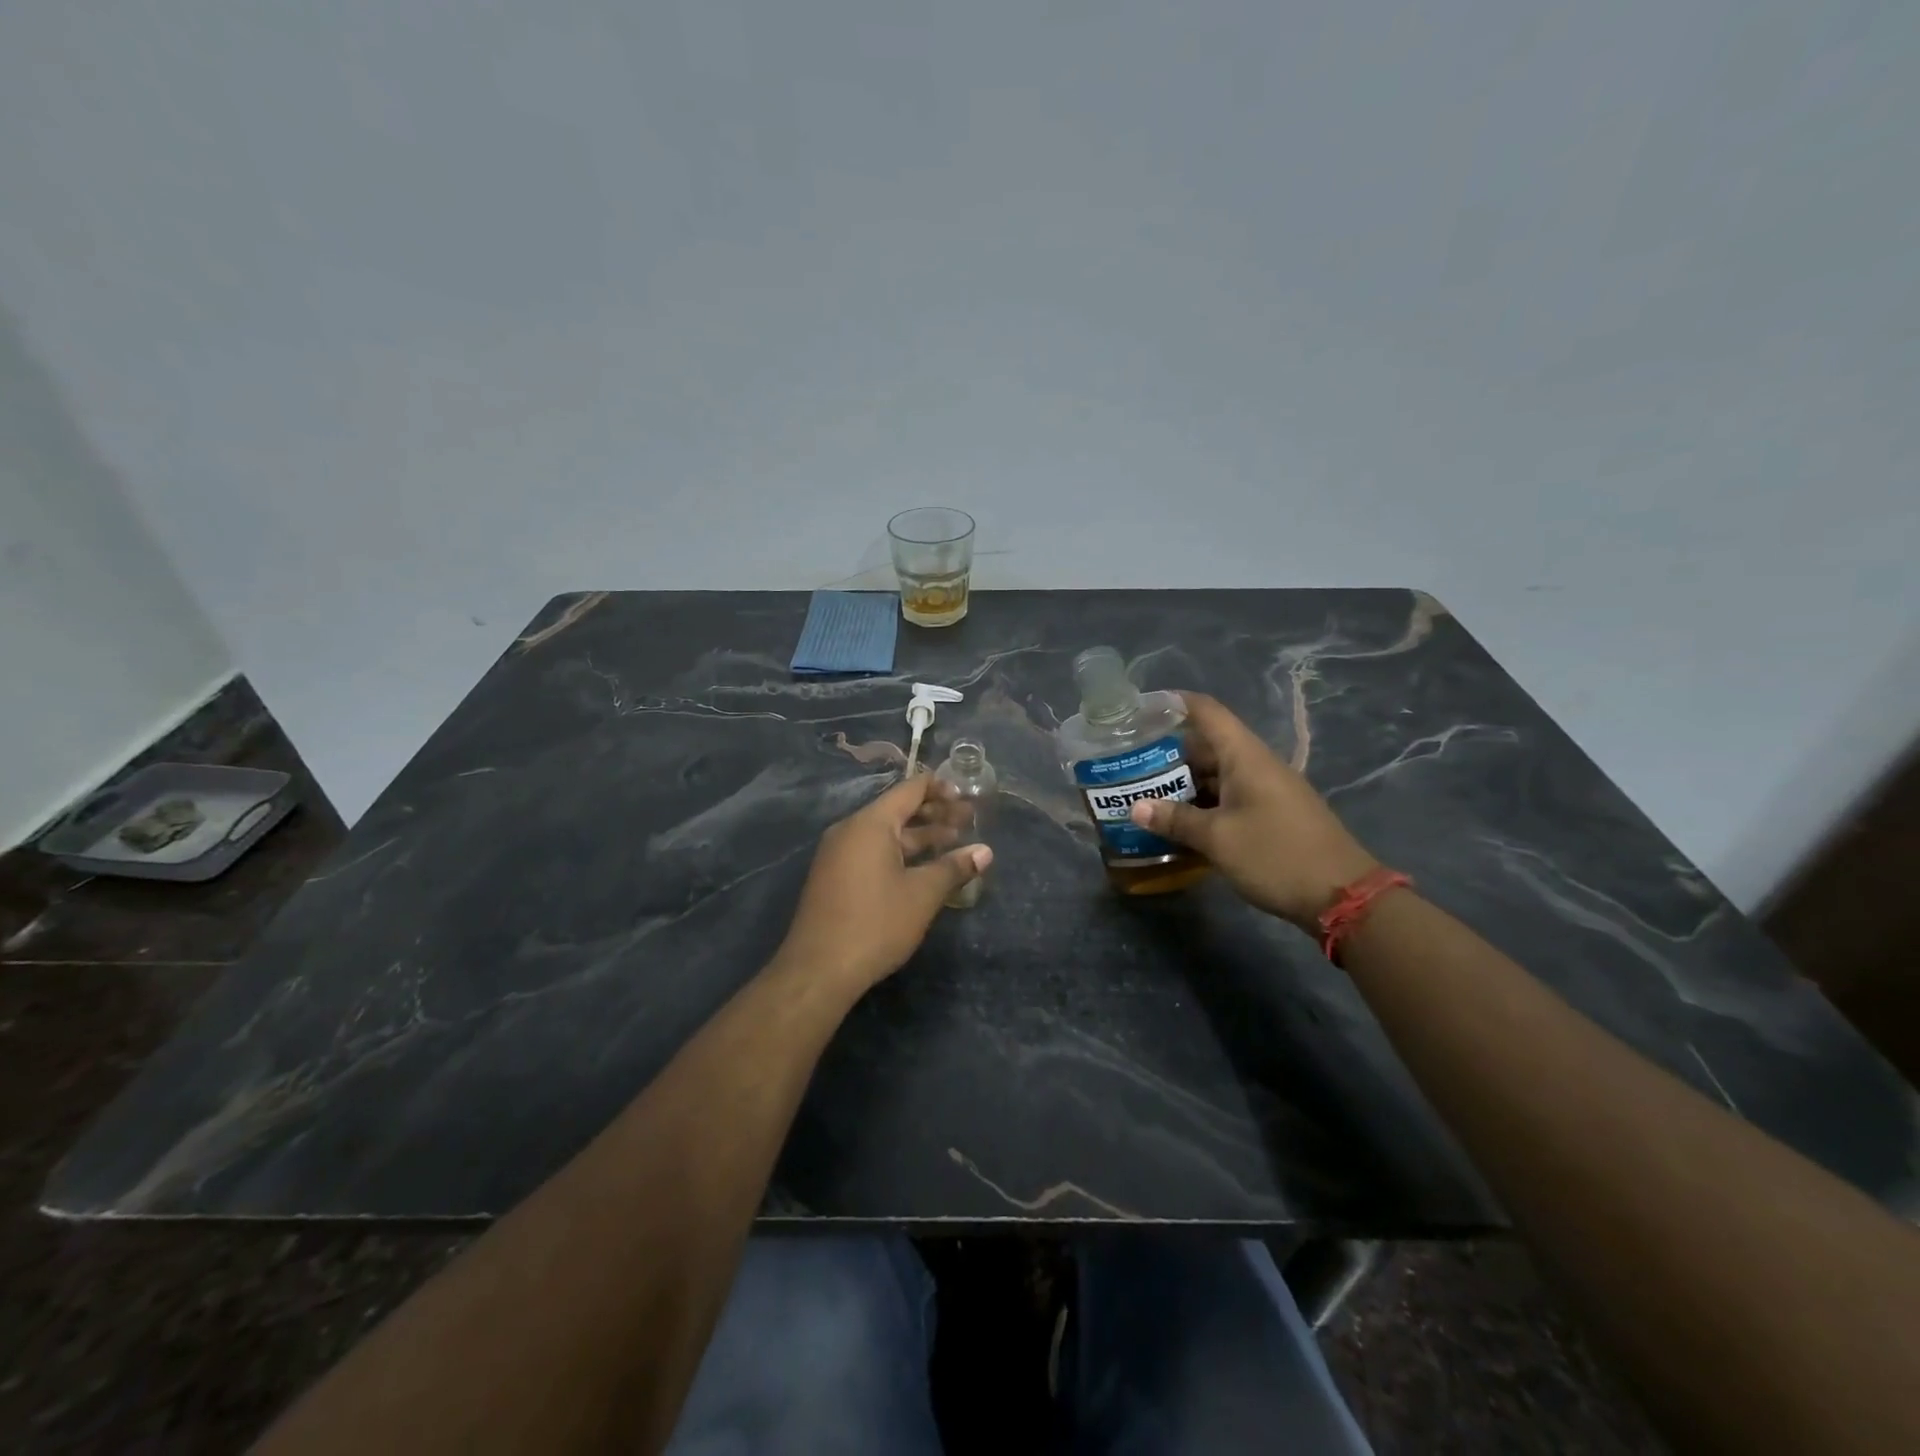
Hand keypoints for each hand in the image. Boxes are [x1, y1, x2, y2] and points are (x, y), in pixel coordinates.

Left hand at [775, 773, 991, 992]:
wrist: (818, 970)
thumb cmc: (875, 924)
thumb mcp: (922, 894)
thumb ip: (954, 868)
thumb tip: (985, 852)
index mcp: (870, 823)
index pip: (910, 790)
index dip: (940, 789)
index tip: (967, 797)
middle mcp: (851, 830)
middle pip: (898, 810)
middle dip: (935, 814)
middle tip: (969, 821)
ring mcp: (839, 854)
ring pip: (886, 835)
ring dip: (920, 837)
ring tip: (954, 843)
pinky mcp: (835, 877)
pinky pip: (872, 852)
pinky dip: (900, 853)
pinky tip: (923, 869)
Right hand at [1128, 691, 1378, 928]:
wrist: (1343, 896)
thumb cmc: (1276, 855)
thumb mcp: (1218, 839)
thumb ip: (1176, 820)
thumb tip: (1136, 808)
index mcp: (1245, 756)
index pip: (1206, 711)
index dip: (1173, 703)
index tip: (1140, 710)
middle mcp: (1256, 765)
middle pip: (1207, 744)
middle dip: (1167, 752)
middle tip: (1129, 764)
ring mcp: (1266, 790)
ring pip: (1216, 774)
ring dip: (1183, 782)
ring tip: (1144, 794)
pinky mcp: (1271, 814)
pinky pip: (1228, 797)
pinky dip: (1202, 803)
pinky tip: (1178, 822)